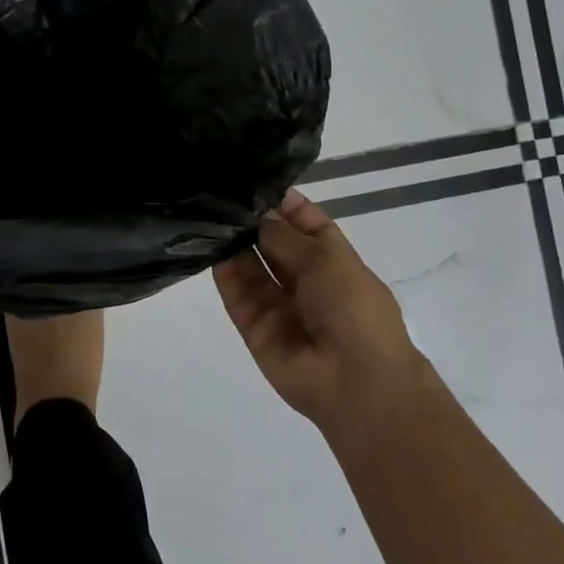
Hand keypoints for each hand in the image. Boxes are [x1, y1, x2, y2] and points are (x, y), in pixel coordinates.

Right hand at [213, 189, 424, 429]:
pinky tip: (208, 246)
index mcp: (334, 262)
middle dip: (255, 222)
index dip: (285, 204)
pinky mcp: (255, 327)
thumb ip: (286, 236)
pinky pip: (237, 295)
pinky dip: (223, 273)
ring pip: (252, 269)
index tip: (255, 182)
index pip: (307, 224)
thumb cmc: (354, 309)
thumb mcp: (327, 260)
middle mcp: (305, 281)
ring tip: (210, 214)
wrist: (355, 381)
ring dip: (235, 244)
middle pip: (274, 245)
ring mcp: (279, 305)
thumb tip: (260, 215)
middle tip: (223, 195)